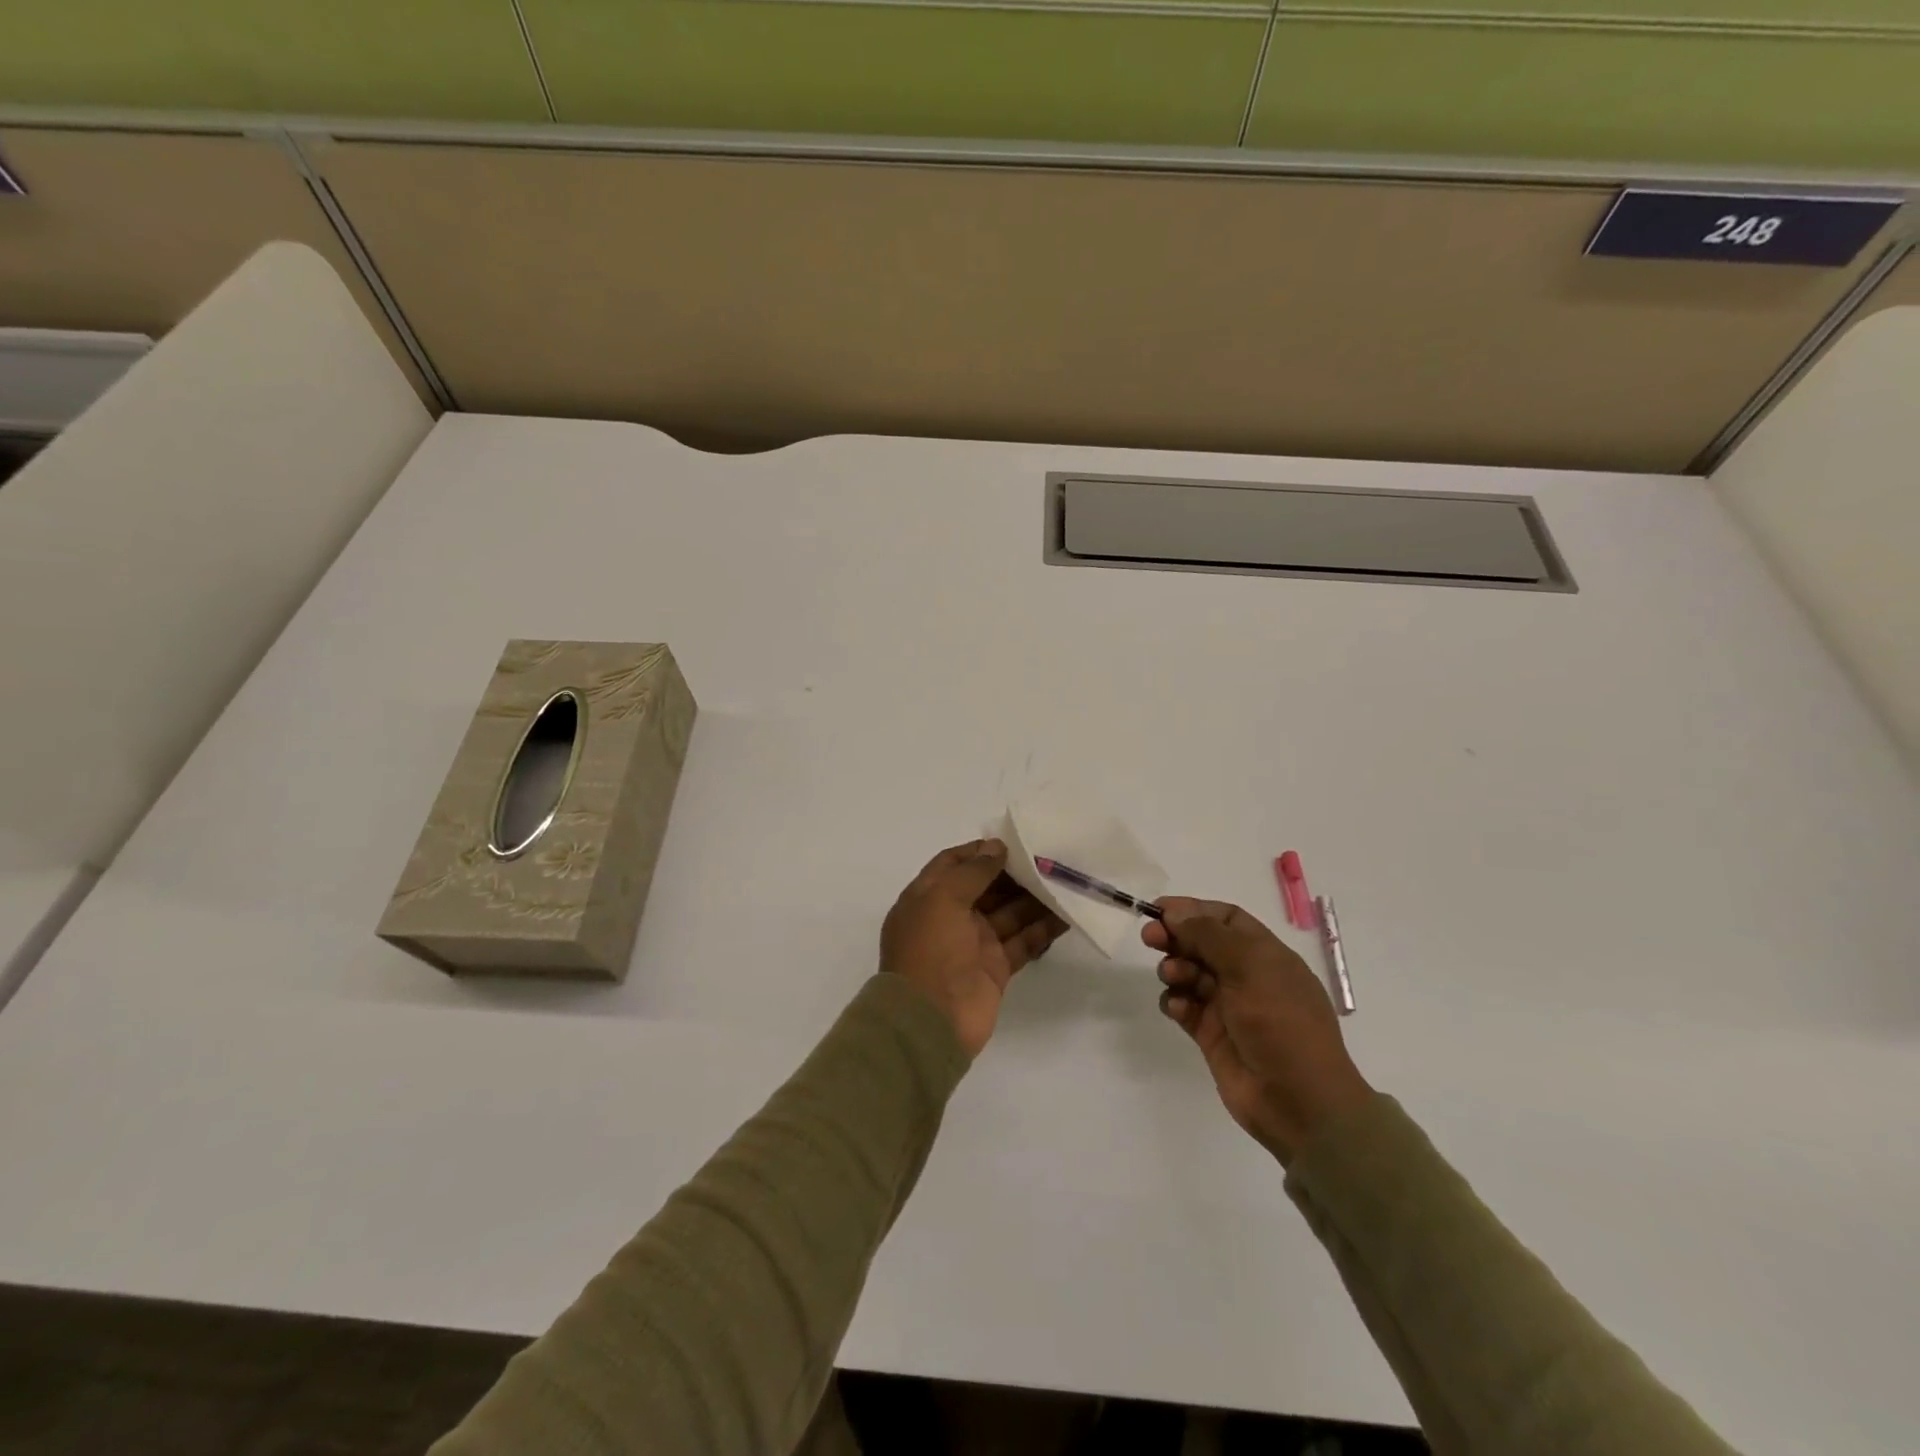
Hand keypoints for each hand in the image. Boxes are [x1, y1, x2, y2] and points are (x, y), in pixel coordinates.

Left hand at [881, 839, 1069, 1057]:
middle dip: (1014, 873)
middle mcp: (950, 917)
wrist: (930, 1021)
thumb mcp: (942, 899)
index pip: (952, 864)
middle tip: (1049, 858)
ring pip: (1009, 912)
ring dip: (1034, 898)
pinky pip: (1023, 941)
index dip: (979, 851)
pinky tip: (1068, 914)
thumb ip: (972, 872)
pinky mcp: (996, 968)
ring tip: (1065, 880)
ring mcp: (974, 943)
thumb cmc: (930, 950)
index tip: (1012, 841)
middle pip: (985, 887)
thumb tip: (996, 847)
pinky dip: (1043, 928)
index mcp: (927, 898)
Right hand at [1145, 898, 1372, 1163]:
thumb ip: (1208, 935)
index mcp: (1265, 955)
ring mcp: (1228, 1007)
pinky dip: (1176, 1003)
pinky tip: (1179, 1009)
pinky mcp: (1211, 1035)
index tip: (1160, 910)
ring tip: (1173, 978)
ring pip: (1189, 974)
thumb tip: (1175, 912)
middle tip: (1149, 939)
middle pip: (1202, 944)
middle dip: (1176, 937)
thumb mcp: (1249, 967)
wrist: (1299, 1101)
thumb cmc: (1281, 1022)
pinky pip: (1184, 1007)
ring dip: (1175, 969)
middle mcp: (1246, 976)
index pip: (1226, 918)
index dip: (1193, 910)